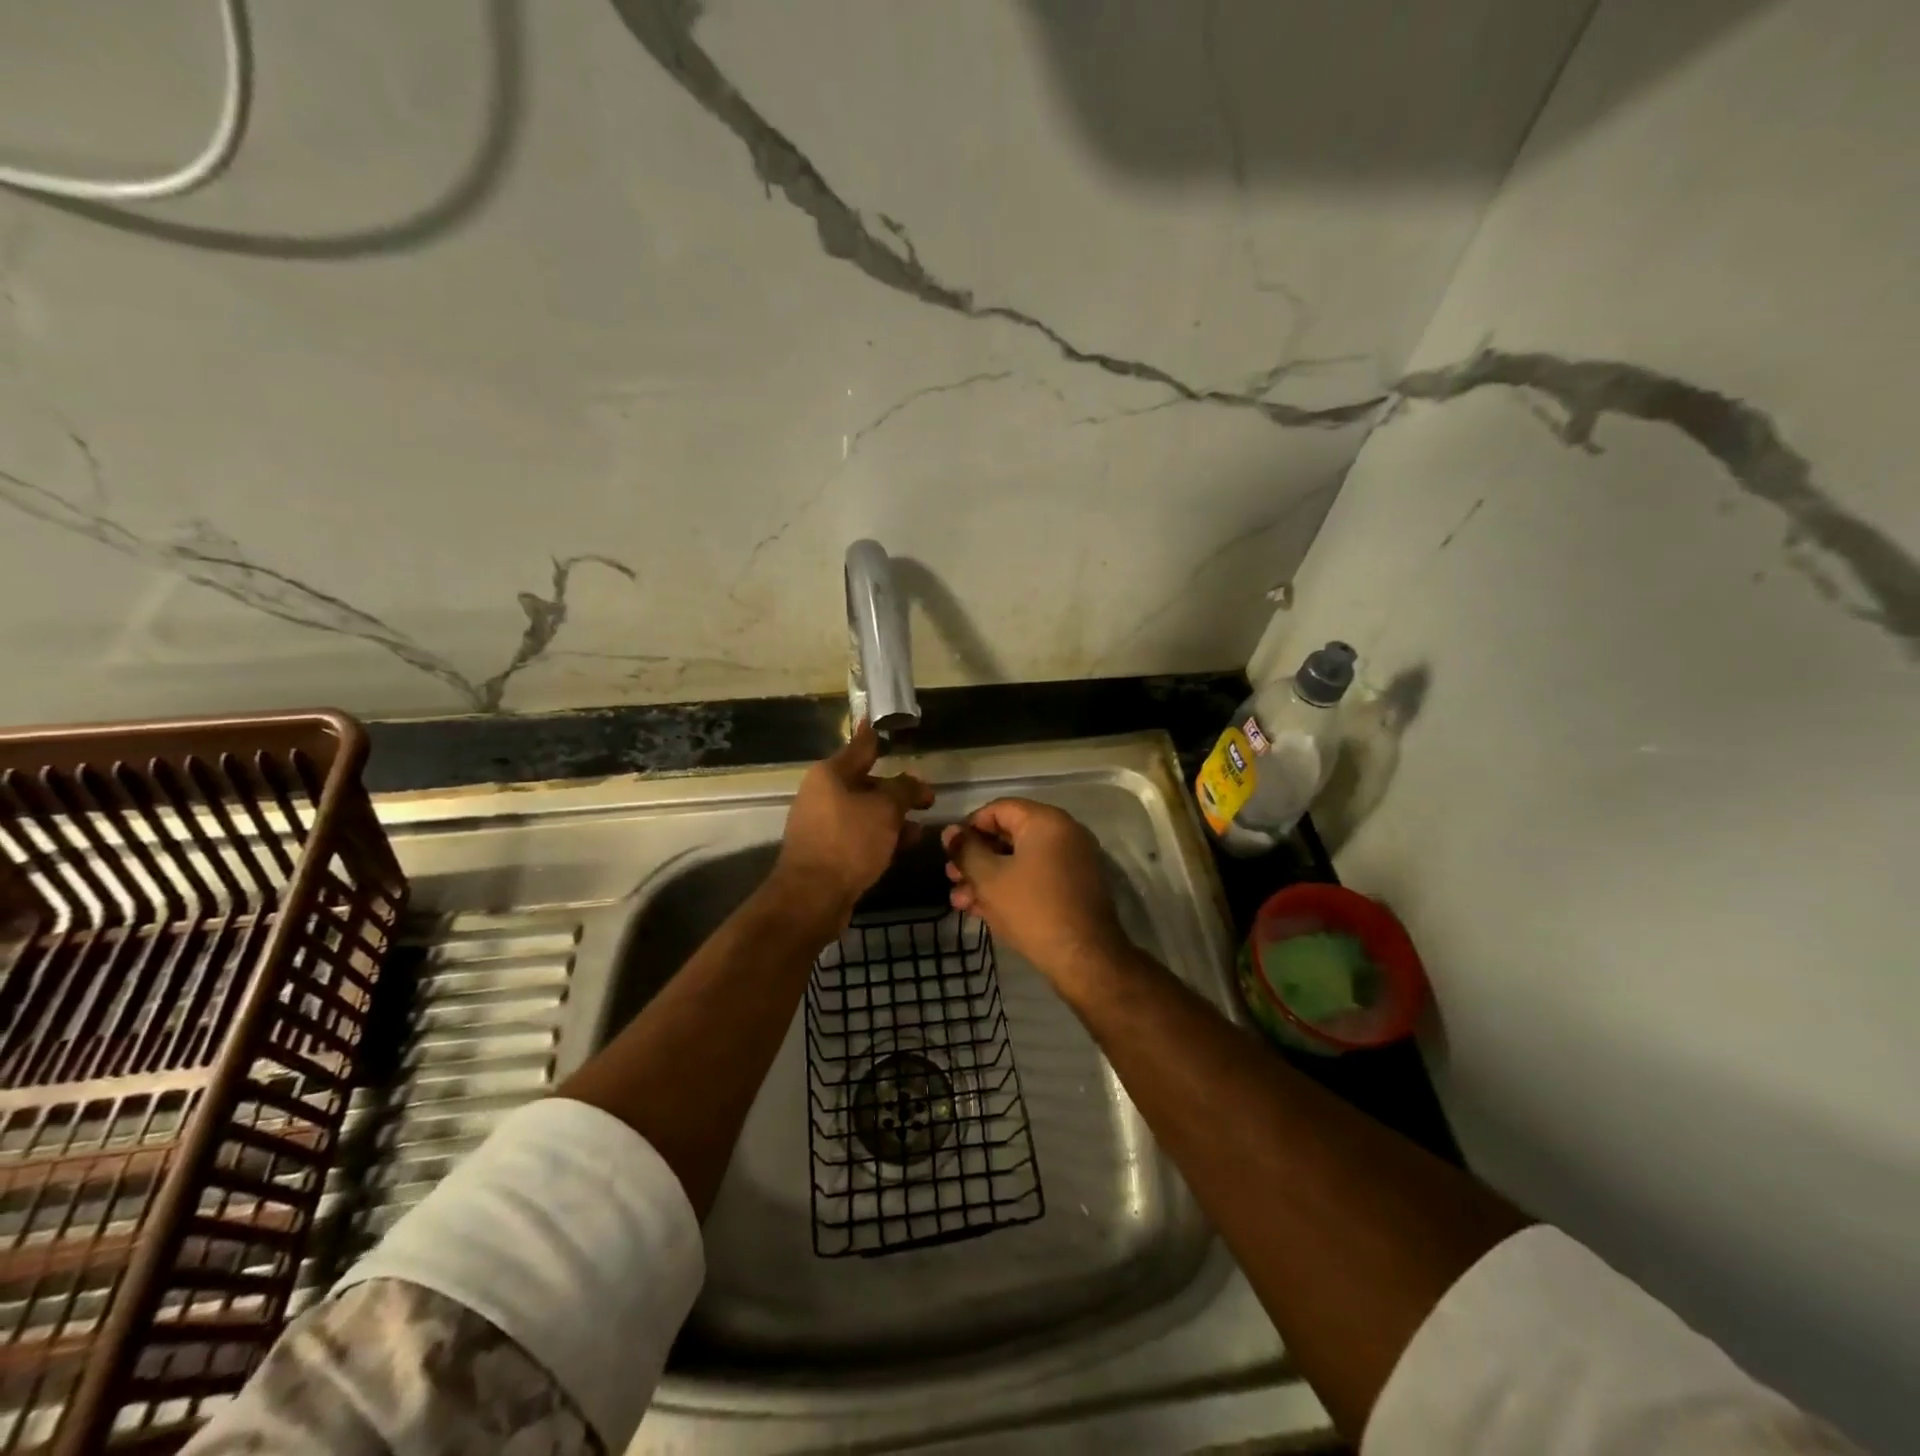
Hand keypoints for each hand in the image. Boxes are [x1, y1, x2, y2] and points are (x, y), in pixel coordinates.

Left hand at [774, 722, 933, 926]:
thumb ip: (904, 790)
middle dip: (897, 791)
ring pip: (864, 812)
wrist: (813, 896)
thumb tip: (914, 783)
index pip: (861, 746)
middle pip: (866, 783)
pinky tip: (903, 847)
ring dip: (892, 819)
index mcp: (830, 774)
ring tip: (920, 829)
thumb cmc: (849, 842)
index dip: (876, 735)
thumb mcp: (886, 810)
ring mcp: (821, 824)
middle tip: (927, 798)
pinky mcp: (826, 851)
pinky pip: (859, 835)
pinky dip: (880, 837)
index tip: (883, 722)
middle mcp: (821, 794)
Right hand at [942, 799, 1127, 987]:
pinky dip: (1010, 888)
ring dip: (987, 877)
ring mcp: (1072, 861)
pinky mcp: (1074, 888)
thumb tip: (950, 832)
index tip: (949, 851)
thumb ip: (966, 851)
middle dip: (975, 858)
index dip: (969, 827)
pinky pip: (1035, 877)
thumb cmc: (1031, 909)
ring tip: (960, 901)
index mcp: (1046, 821)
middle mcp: (1064, 833)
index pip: (998, 809)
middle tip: (951, 878)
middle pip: (1008, 835)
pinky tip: (983, 910)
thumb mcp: (989, 878)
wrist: (1084, 958)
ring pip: (1019, 861)